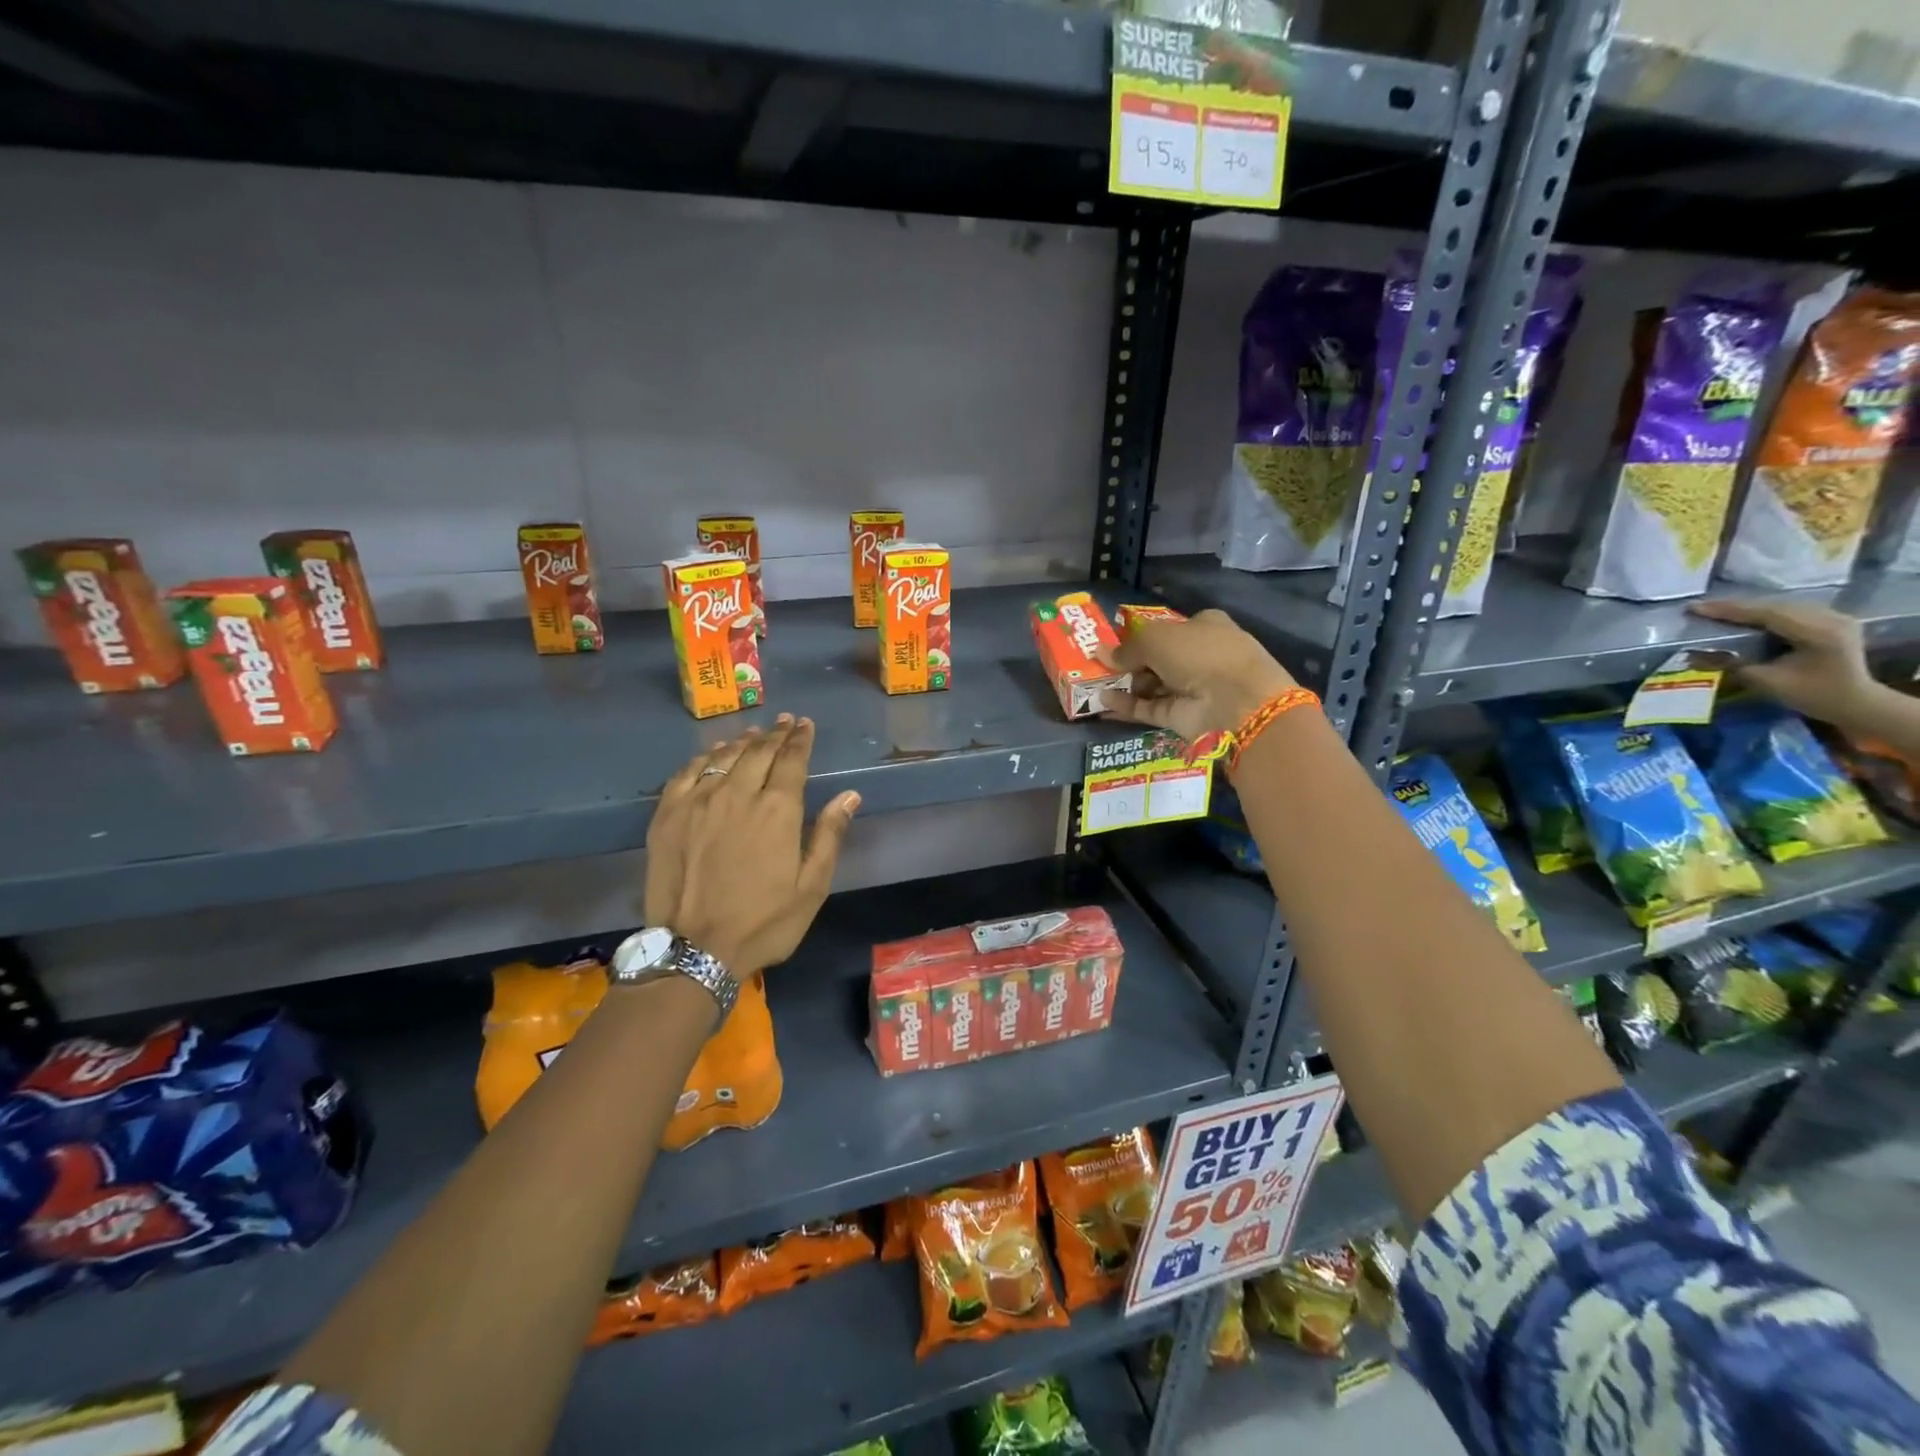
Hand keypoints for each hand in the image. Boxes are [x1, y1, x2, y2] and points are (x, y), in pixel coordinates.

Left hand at [644, 716, 859, 976]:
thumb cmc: (763, 922)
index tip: (805, 725)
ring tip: (754, 733)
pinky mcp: (668, 814)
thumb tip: (849, 794)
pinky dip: (705, 757)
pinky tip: (713, 754)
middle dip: (775, 734)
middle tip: (784, 722)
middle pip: (759, 752)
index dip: (800, 740)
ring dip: (743, 741)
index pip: (792, 760)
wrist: (694, 950)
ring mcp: (698, 801)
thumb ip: (830, 835)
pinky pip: (688, 772)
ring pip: (724, 757)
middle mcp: (738, 794)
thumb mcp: (812, 887)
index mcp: (778, 810)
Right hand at [1100, 609, 1295, 741]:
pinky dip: (1127, 705)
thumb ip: (1126, 647)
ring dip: (1124, 684)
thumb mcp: (1156, 639)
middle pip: (1157, 658)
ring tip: (1092, 683)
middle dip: (1128, 662)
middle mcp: (1199, 656)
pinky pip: (1148, 708)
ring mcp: (1191, 688)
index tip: (1113, 641)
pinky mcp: (1182, 716)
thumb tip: (1100, 652)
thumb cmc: (1200, 654)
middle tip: (1097, 664)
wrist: (1236, 701)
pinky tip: (1102, 701)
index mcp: (1204, 626)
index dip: (1141, 634)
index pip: (1169, 628)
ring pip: (1151, 684)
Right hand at [1690, 599, 1884, 729]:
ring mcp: (1835, 617)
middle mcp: (1831, 618)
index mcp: (1820, 633)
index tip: (1695, 608)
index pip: (1768, 614)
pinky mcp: (1831, 620)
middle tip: (1700, 608)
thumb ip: (1731, 665)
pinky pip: (1791, 610)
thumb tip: (1692, 655)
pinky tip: (1745, 616)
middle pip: (1775, 606)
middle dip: (1735, 607)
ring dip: (1748, 608)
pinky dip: (1764, 612)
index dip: (1729, 610)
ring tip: (1716, 611)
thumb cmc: (1813, 696)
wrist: (1856, 702)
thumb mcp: (1768, 682)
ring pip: (1782, 605)